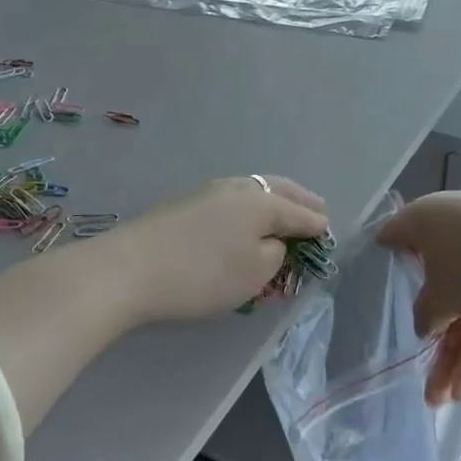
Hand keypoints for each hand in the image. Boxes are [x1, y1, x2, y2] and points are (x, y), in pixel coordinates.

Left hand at [97, 176, 329, 323]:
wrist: (131, 267)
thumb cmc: (203, 273)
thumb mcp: (254, 273)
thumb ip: (276, 255)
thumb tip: (274, 242)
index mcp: (261, 201)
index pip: (299, 212)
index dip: (316, 224)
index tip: (329, 232)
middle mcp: (237, 187)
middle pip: (277, 189)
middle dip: (299, 201)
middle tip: (317, 211)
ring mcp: (208, 192)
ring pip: (252, 191)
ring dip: (272, 202)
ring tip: (283, 215)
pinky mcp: (185, 204)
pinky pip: (231, 201)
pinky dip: (249, 209)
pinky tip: (245, 220)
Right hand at [377, 192, 460, 405]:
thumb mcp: (441, 297)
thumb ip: (423, 314)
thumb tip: (424, 322)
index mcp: (421, 222)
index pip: (390, 241)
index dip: (381, 269)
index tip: (375, 301)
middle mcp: (449, 230)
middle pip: (431, 287)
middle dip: (432, 340)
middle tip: (426, 385)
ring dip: (458, 352)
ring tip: (451, 400)